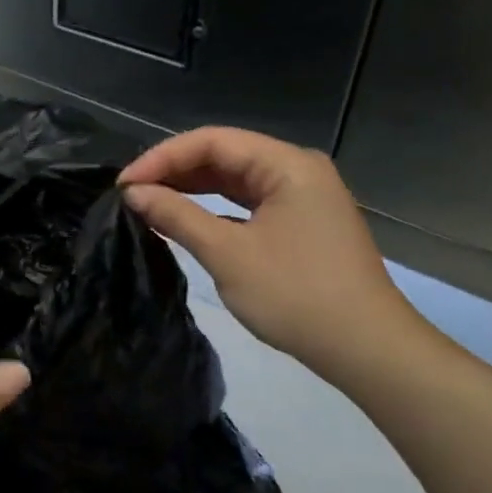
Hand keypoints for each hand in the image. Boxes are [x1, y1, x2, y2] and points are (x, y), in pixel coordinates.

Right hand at [118, 127, 426, 384]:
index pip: (212, 141)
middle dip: (175, 170)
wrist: (367, 350)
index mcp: (287, 164)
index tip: (124, 185)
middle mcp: (297, 170)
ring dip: (192, 188)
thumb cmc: (297, 296)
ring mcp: (302, 196)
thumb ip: (177, 216)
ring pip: (235, 179)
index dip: (162, 157)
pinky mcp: (301, 223)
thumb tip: (134, 193)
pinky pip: (248, 202)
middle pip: (225, 154)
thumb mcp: (228, 254)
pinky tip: (185, 219)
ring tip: (148, 202)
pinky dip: (215, 208)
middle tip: (131, 194)